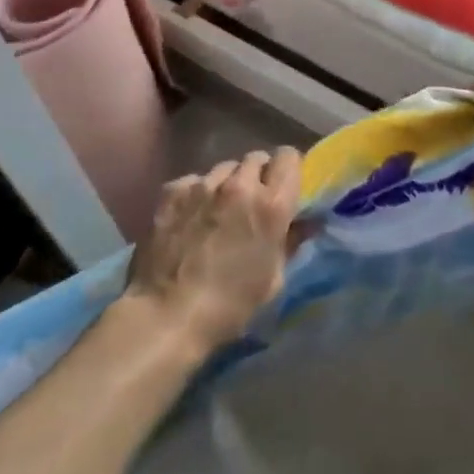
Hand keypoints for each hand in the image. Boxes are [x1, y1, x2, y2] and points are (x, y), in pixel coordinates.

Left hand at [122, 148, 301, 356]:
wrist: (166, 316)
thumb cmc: (229, 306)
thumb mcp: (272, 280)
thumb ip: (290, 241)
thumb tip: (306, 223)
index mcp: (271, 205)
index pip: (288, 157)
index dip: (287, 170)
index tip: (282, 187)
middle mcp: (240, 185)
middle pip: (256, 158)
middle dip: (258, 176)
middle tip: (250, 203)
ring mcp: (203, 184)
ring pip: (224, 168)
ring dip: (227, 184)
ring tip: (217, 211)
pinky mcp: (173, 190)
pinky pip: (194, 181)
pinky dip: (197, 194)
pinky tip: (190, 219)